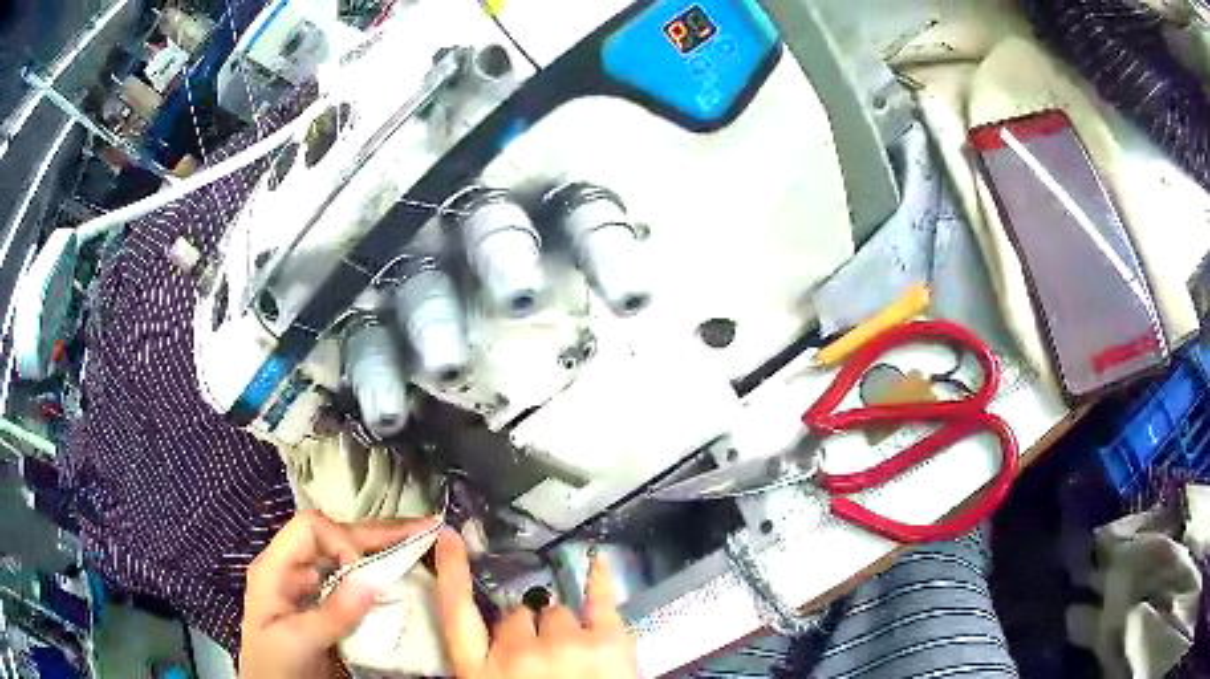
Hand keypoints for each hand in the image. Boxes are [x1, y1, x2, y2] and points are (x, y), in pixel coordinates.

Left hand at [239, 510, 436, 678]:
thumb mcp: (298, 641)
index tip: (367, 572)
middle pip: (333, 536)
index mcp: (275, 568)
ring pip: (347, 556)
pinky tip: (401, 574)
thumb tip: (372, 581)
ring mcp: (310, 587)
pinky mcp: (325, 606)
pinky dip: (379, 575)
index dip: (342, 540)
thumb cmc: (275, 665)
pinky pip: (353, 582)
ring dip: (382, 550)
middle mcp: (293, 569)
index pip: (310, 529)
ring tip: (419, 543)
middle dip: (377, 533)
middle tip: (423, 529)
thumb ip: (333, 614)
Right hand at [435, 530, 638, 678]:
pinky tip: (598, 562)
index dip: (451, 571)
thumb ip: (490, 668)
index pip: (455, 612)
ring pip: (556, 612)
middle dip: (530, 632)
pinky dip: (600, 580)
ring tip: (575, 657)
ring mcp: (564, 643)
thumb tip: (497, 644)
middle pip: (518, 617)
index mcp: (481, 672)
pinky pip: (601, 600)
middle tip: (546, 659)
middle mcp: (516, 652)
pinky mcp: (608, 641)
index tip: (447, 536)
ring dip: (563, 628)